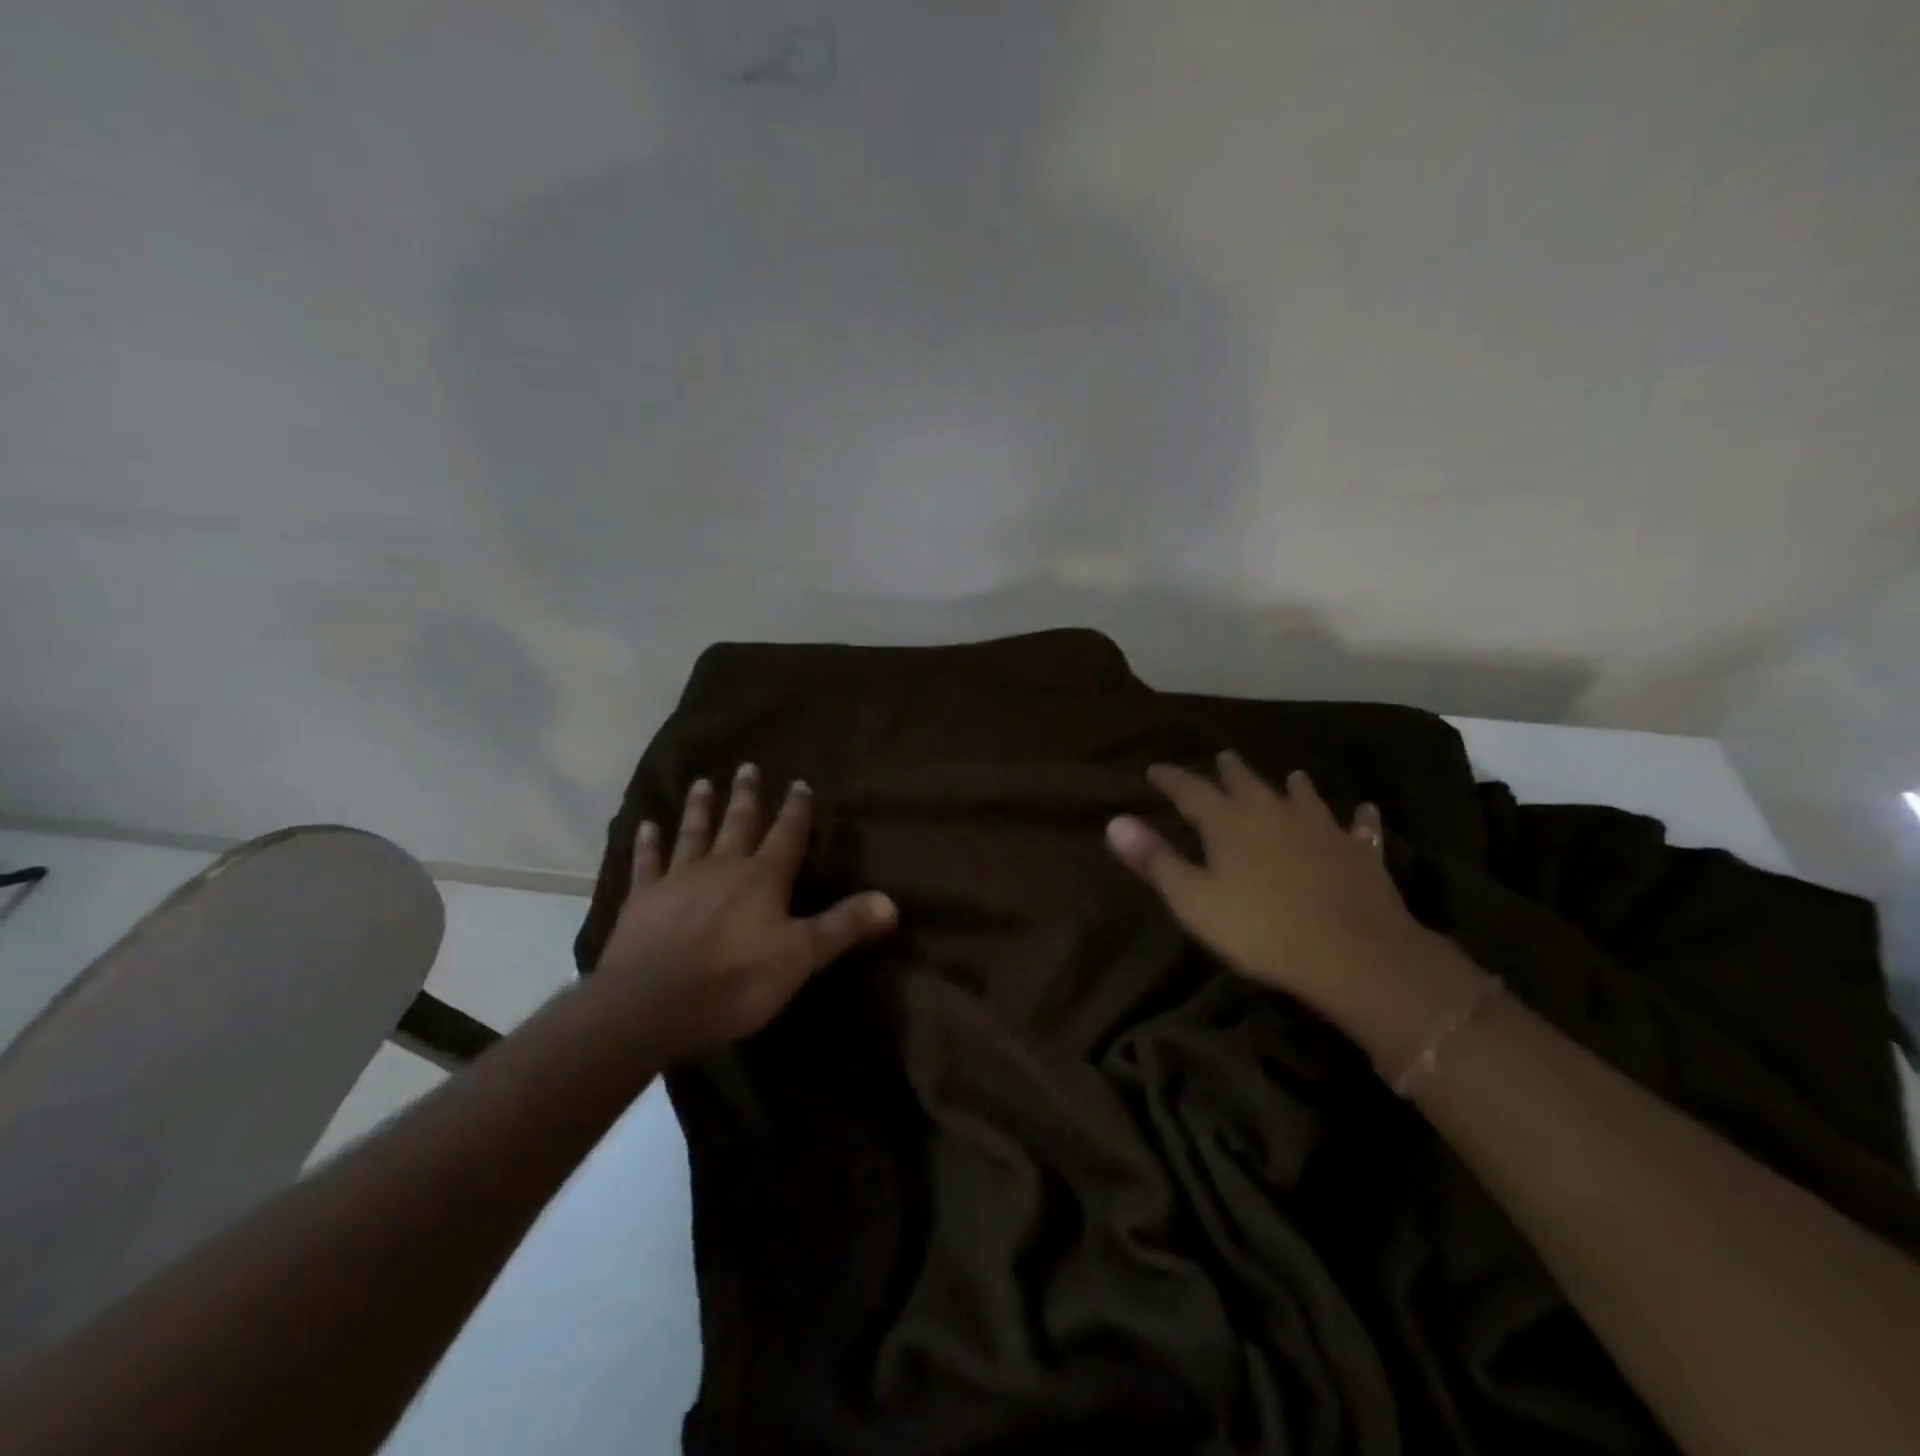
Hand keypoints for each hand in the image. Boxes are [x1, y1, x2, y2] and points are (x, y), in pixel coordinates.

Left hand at [593, 764, 897, 1061]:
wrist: (651, 1004)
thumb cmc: (735, 980)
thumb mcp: (801, 957)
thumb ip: (843, 925)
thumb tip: (892, 901)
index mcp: (763, 878)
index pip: (787, 835)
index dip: (796, 809)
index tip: (799, 783)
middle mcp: (722, 867)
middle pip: (739, 824)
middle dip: (747, 796)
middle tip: (747, 766)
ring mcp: (679, 879)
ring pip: (693, 834)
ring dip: (699, 808)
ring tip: (701, 782)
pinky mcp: (643, 899)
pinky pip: (647, 863)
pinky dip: (647, 844)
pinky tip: (646, 826)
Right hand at [1106, 750, 1458, 1034]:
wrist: (1353, 953)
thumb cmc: (1260, 929)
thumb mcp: (1193, 900)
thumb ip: (1155, 859)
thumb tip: (1115, 821)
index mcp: (1228, 822)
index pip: (1190, 790)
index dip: (1170, 778)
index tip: (1154, 769)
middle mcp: (1273, 813)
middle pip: (1246, 783)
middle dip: (1230, 771)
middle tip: (1223, 757)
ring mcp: (1321, 829)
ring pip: (1303, 797)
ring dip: (1293, 786)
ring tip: (1291, 776)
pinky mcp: (1359, 852)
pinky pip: (1358, 828)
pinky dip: (1358, 818)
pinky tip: (1364, 811)